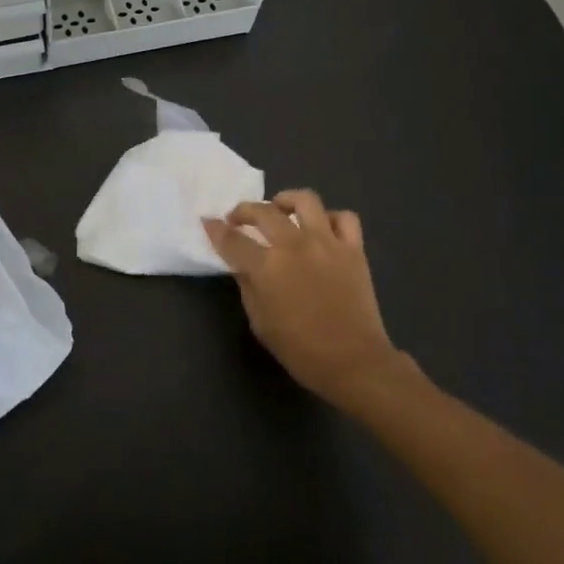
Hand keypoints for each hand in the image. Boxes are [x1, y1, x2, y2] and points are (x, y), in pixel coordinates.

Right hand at [202, 189, 418, 418]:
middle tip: (238, 218)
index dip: (215, 229)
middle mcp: (294, 245)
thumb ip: (248, 287)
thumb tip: (243, 265)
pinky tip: (322, 228)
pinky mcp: (353, 249)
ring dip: (287, 200)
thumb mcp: (260, 322)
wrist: (354, 362)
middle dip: (244, 210)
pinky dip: (331, 218)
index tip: (208, 222)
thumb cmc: (301, 350)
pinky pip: (344, 218)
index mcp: (266, 267)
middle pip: (263, 212)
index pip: (232, 239)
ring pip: (305, 200)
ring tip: (280, 209)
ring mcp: (326, 242)